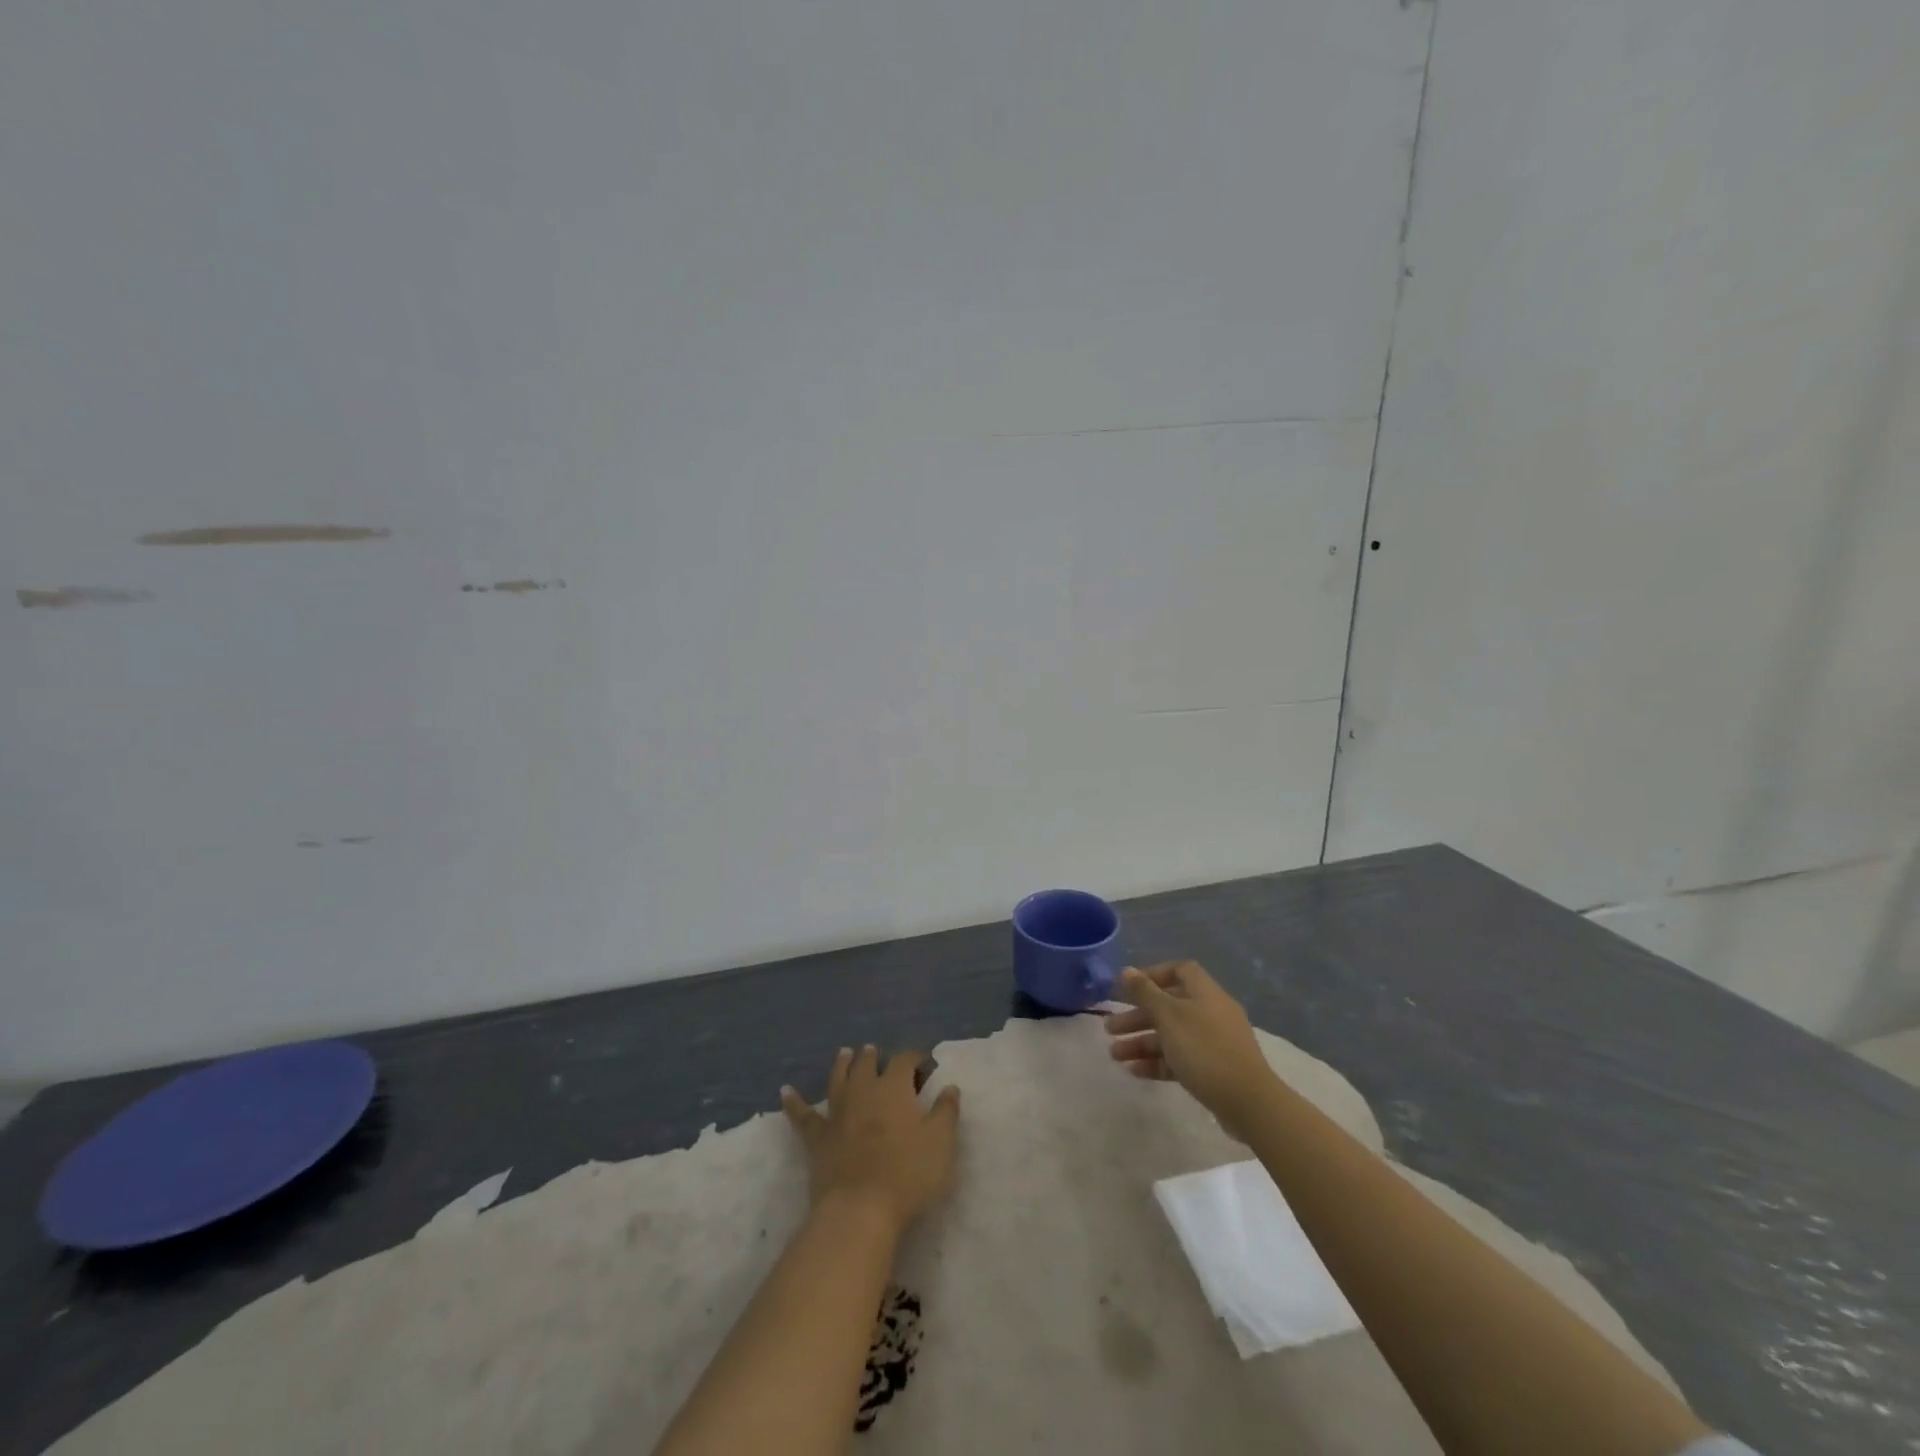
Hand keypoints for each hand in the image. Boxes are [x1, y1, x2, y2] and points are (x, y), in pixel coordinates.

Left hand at [780, 1046, 960, 1233]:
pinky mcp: (818, 1138)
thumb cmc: (908, 1174)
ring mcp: (838, 1113)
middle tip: (875, 1051)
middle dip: (873, 1056)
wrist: (860, 1210)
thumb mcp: (941, 1143)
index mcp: (894, 1088)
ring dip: (842, 1065)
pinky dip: (794, 1103)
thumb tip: (949, 1086)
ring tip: (845, 1053)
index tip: (923, 1063)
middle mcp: (864, 1091)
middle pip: (867, 1064)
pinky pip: (803, 1116)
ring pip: (838, 1080)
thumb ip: (946, 1111)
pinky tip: (785, 1092)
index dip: (914, 1058)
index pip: (904, 1060)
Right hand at [1105, 961, 1277, 1132]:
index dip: (1153, 975)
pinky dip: (1157, 1062)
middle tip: (1110, 1028)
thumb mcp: (1169, 1017)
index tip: (1128, 988)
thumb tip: (1127, 970)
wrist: (1248, 1102)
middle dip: (1137, 1016)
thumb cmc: (1204, 1050)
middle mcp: (1211, 1013)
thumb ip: (1145, 993)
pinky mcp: (1214, 1070)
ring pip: (1171, 1035)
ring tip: (1114, 1055)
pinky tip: (1134, 1071)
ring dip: (1141, 1042)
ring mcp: (1214, 1043)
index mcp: (1205, 993)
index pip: (1179, 971)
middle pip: (1169, 1006)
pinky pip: (1180, 1059)